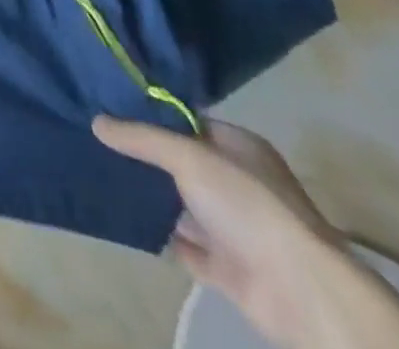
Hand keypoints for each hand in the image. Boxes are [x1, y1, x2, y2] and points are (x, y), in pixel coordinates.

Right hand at [93, 117, 398, 348]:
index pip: (188, 120)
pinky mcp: (228, 267)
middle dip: (145, 154)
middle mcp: (238, 183)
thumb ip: (141, 138)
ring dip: (149, 194)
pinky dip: (159, 235)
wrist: (302, 294)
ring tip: (100, 172)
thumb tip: (97, 122)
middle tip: (96, 136)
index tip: (110, 103)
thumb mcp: (188, 155)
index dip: (152, 112)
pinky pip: (185, 244)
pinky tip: (124, 218)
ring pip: (181, 203)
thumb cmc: (248, 205)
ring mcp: (235, 227)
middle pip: (182, 161)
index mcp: (239, 147)